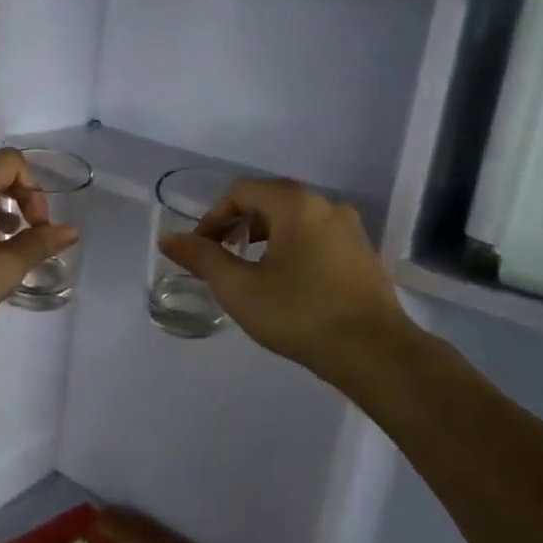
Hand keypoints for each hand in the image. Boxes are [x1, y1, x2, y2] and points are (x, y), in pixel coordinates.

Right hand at [157, 179, 411, 383]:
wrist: (373, 352)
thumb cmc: (299, 314)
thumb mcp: (239, 288)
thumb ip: (202, 258)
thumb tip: (169, 239)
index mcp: (296, 204)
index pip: (241, 191)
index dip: (213, 217)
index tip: (201, 251)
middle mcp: (326, 205)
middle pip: (270, 201)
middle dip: (238, 226)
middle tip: (222, 260)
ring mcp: (350, 229)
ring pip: (295, 220)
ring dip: (265, 238)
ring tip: (251, 274)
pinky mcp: (362, 254)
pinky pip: (317, 238)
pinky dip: (292, 249)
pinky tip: (287, 285)